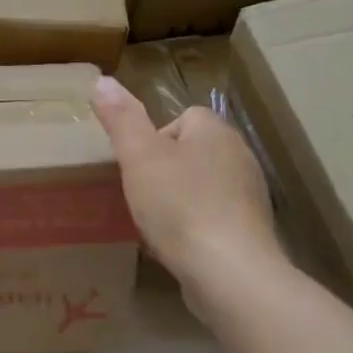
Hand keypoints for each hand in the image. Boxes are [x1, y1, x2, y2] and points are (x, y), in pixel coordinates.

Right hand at [91, 76, 282, 290]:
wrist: (229, 272)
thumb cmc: (179, 205)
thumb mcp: (139, 156)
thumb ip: (121, 118)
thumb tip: (102, 80)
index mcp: (215, 131)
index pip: (182, 117)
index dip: (154, 138)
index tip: (137, 165)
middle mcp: (239, 156)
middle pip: (191, 151)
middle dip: (165, 169)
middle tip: (140, 193)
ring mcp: (249, 195)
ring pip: (202, 184)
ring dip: (179, 198)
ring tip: (154, 221)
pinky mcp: (251, 230)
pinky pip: (213, 216)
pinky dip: (194, 225)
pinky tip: (176, 244)